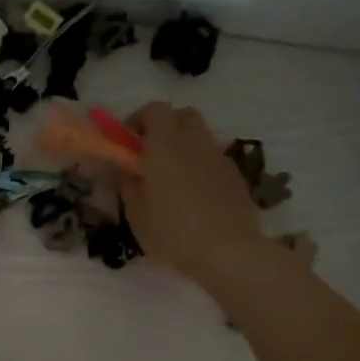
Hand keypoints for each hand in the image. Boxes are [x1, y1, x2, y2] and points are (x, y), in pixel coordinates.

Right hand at [118, 101, 264, 287]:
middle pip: (182, 116)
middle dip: (164, 127)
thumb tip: (123, 169)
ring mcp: (218, 156)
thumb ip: (126, 183)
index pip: (154, 109)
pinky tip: (192, 195)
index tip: (127, 142)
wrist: (227, 250)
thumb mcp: (136, 212)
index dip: (138, 120)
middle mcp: (194, 141)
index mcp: (165, 144)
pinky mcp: (235, 175)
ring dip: (183, 146)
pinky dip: (199, 165)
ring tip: (170, 178)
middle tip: (148, 155)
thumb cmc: (172, 231)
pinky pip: (212, 158)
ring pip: (199, 136)